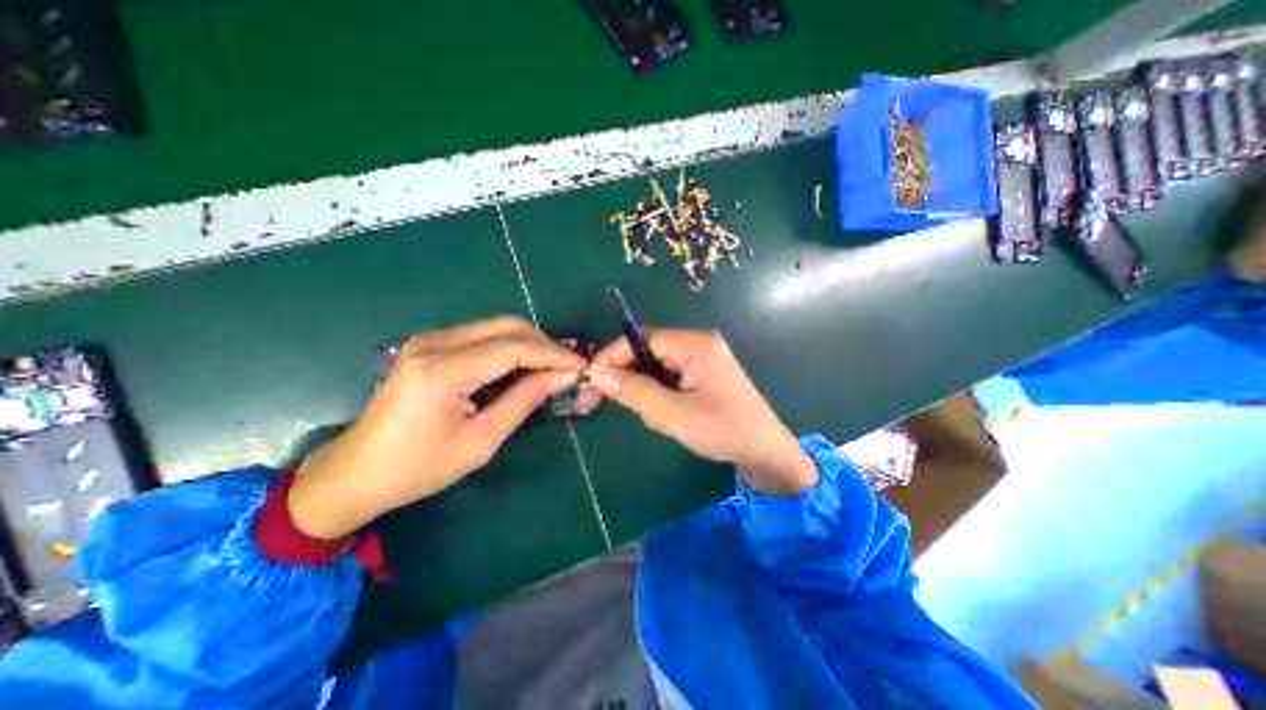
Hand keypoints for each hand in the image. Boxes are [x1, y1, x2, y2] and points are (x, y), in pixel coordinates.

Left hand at [288, 315, 585, 538]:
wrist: (357, 472)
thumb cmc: (420, 467)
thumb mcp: (482, 440)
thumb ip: (524, 400)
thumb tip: (562, 376)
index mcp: (443, 370)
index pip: (514, 347)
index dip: (553, 354)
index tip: (581, 366)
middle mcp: (434, 343)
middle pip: (506, 326)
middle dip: (544, 344)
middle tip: (567, 367)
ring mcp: (428, 339)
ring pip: (495, 326)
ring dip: (528, 343)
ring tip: (550, 367)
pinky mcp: (428, 344)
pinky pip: (481, 335)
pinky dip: (509, 346)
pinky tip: (521, 366)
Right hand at [587, 328, 816, 494]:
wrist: (765, 452)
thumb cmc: (724, 430)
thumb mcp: (674, 414)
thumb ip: (635, 391)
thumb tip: (598, 373)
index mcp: (694, 344)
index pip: (641, 338)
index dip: (613, 356)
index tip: (591, 379)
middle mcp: (696, 344)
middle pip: (646, 354)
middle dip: (634, 383)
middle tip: (626, 409)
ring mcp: (699, 360)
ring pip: (654, 372)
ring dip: (651, 398)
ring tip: (667, 422)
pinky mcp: (699, 376)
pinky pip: (667, 382)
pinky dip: (662, 402)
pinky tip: (675, 420)